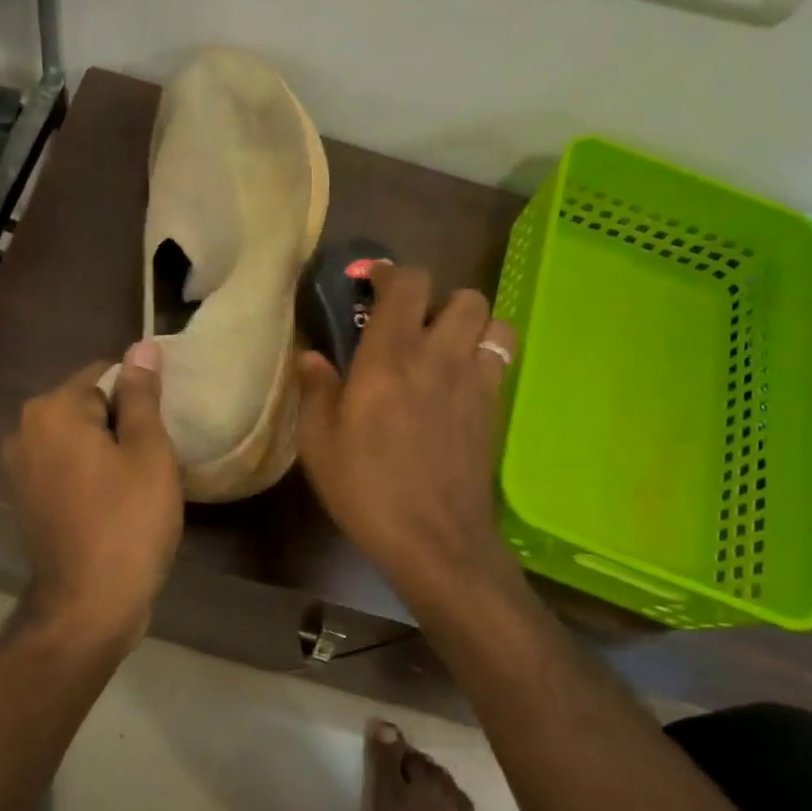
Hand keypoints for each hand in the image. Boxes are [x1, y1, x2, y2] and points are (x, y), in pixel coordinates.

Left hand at [2, 342, 183, 648]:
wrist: (89, 604)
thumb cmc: (128, 521)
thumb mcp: (148, 451)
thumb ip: (142, 395)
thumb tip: (143, 346)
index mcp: (52, 409)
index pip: (105, 373)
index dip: (140, 395)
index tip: (162, 427)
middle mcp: (25, 429)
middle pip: (87, 404)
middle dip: (121, 421)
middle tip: (155, 456)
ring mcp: (19, 466)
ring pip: (77, 436)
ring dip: (107, 448)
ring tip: (139, 479)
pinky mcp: (25, 497)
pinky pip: (65, 464)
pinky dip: (89, 471)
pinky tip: (115, 499)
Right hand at [296, 265, 515, 604]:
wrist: (434, 539)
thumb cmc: (367, 488)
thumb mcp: (319, 443)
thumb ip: (315, 390)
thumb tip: (312, 357)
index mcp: (390, 357)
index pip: (407, 283)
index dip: (388, 271)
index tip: (368, 282)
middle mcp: (439, 357)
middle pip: (463, 294)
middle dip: (436, 297)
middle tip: (409, 324)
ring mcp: (475, 381)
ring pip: (492, 321)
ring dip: (468, 323)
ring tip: (442, 347)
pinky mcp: (494, 408)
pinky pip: (499, 359)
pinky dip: (482, 355)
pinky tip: (456, 382)